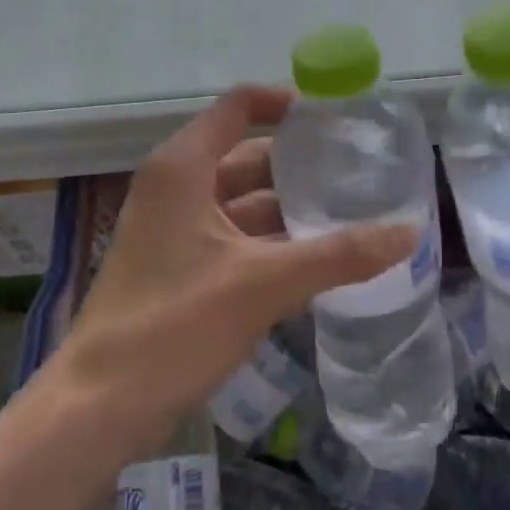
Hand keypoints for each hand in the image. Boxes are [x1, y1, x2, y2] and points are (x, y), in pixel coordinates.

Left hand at [52, 86, 417, 442]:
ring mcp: (174, 230)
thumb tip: (409, 233)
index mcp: (183, 168)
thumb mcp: (263, 284)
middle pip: (246, 156)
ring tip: (350, 213)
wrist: (99, 406)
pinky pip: (235, 238)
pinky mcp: (178, 268)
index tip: (336, 117)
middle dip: (299, 165)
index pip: (239, 107)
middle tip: (359, 171)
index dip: (286, 103)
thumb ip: (339, 255)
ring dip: (289, 209)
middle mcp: (176, 188)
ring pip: (243, 202)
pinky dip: (272, 242)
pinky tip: (317, 258)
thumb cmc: (175, 324)